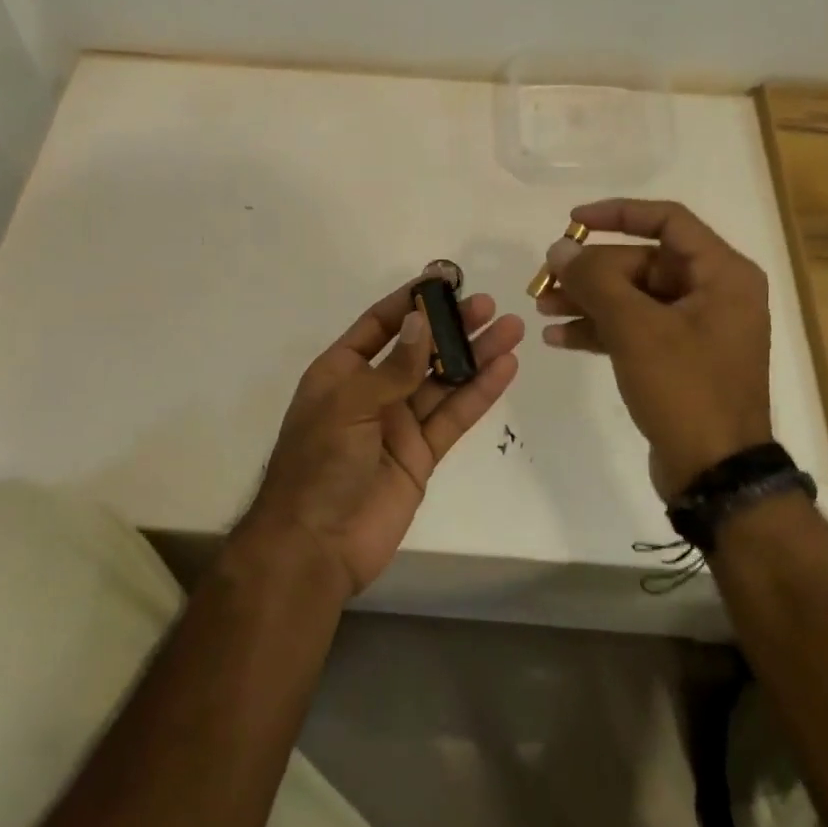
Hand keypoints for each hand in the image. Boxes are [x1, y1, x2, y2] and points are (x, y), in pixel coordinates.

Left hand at [239, 272, 523, 597]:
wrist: (316, 546)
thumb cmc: (319, 464)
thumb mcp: (349, 405)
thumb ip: (393, 367)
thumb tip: (422, 321)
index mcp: (340, 373)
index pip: (379, 325)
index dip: (410, 302)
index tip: (444, 280)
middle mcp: (371, 392)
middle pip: (419, 350)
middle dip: (452, 327)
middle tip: (489, 305)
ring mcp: (398, 424)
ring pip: (443, 381)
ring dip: (476, 355)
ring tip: (511, 329)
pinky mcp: (421, 455)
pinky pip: (453, 417)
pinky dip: (479, 394)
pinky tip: (504, 369)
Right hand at [536, 199, 771, 499]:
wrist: (715, 472)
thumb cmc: (686, 389)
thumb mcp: (636, 329)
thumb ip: (595, 281)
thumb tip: (560, 248)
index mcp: (722, 274)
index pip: (667, 220)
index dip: (617, 214)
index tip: (572, 221)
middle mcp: (713, 293)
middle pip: (642, 263)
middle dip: (590, 272)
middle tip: (544, 282)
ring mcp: (696, 328)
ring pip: (633, 297)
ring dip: (588, 301)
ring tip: (542, 309)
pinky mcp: (678, 358)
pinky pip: (634, 329)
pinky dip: (600, 329)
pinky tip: (559, 338)